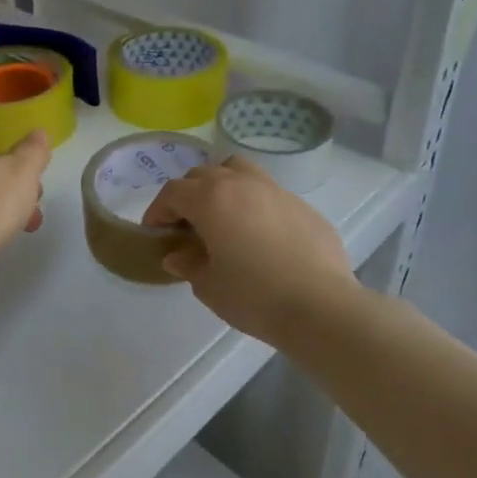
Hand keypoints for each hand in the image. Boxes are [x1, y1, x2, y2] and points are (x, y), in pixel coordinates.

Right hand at [143, 155, 358, 343]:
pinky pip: (267, 193)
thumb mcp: (209, 286)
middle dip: (188, 196)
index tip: (156, 232)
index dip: (158, 210)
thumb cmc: (254, 296)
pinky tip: (260, 236)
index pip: (173, 192)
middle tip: (187, 226)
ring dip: (222, 186)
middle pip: (203, 175)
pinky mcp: (301, 205)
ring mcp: (275, 190)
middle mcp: (241, 184)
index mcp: (211, 199)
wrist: (320, 306)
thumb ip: (189, 264)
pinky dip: (254, 204)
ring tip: (222, 216)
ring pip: (238, 171)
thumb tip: (177, 255)